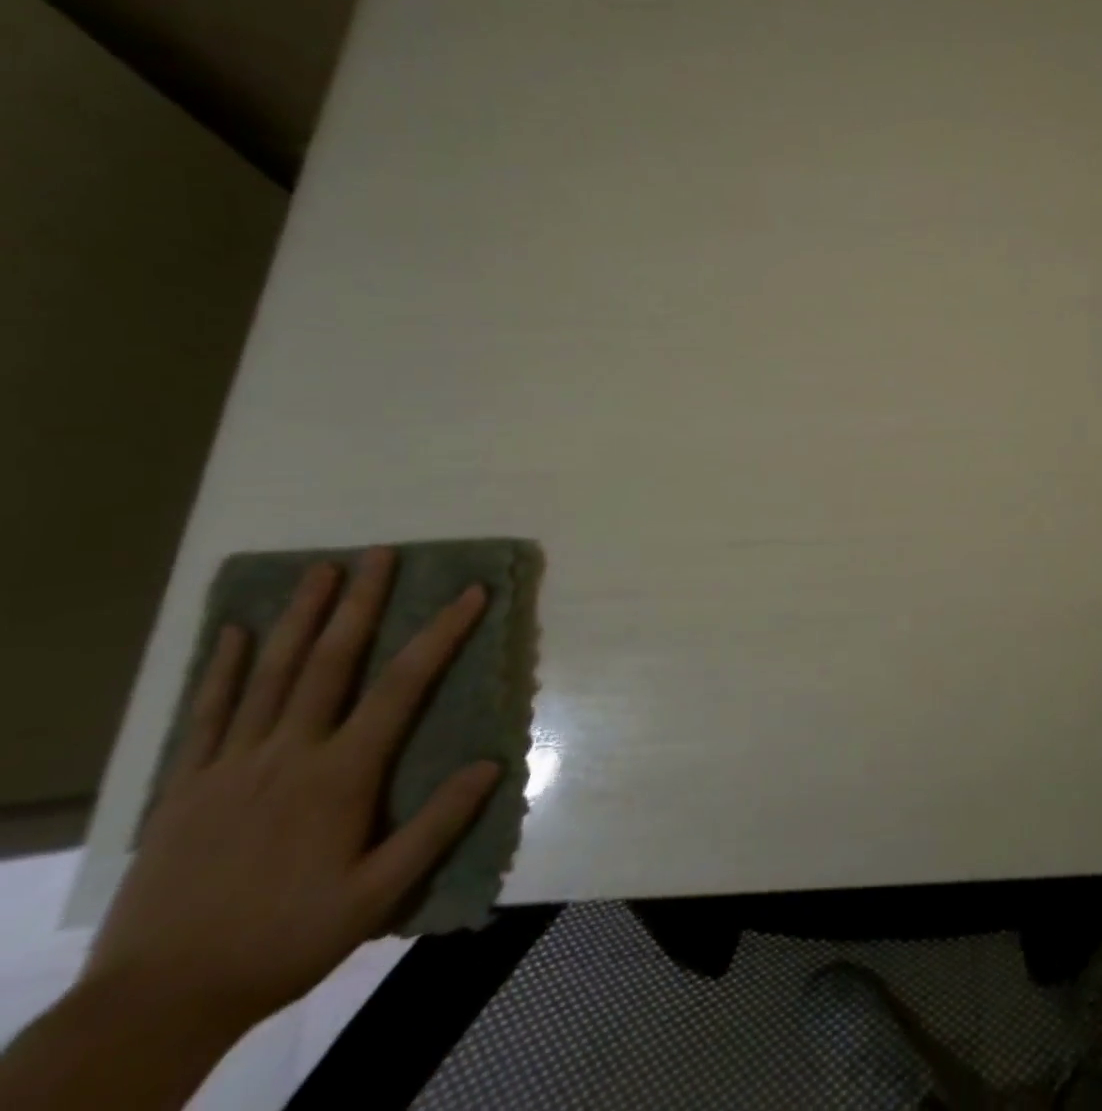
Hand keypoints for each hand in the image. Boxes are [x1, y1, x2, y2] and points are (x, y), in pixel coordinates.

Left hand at [82, 548, 502, 1037]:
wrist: (155, 1003)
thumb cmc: (283, 941)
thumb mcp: (375, 896)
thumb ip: (436, 827)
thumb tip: (492, 763)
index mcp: (340, 775)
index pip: (402, 685)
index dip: (440, 633)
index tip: (470, 593)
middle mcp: (288, 754)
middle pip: (330, 662)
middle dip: (360, 603)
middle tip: (379, 553)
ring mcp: (230, 766)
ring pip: (270, 674)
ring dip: (299, 617)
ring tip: (321, 570)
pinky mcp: (186, 786)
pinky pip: (207, 714)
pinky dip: (221, 669)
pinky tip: (232, 632)